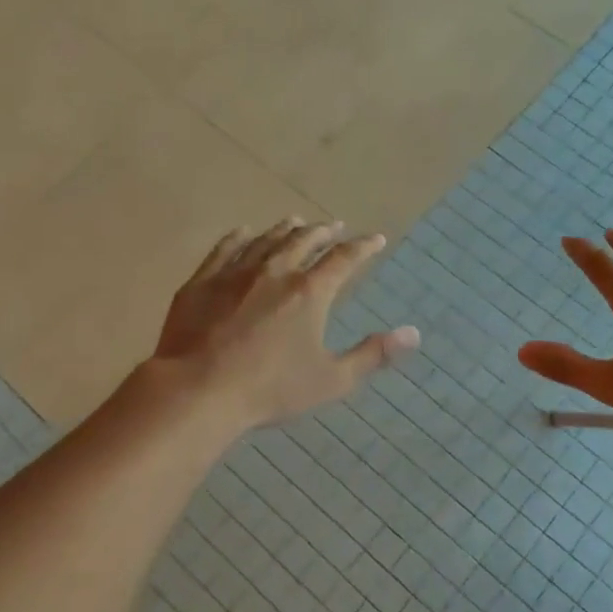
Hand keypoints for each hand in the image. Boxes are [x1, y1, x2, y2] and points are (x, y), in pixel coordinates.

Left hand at [154, 218, 419, 429]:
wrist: (198, 390)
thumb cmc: (270, 389)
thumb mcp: (331, 379)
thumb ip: (373, 355)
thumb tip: (414, 333)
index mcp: (310, 292)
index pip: (344, 259)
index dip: (363, 247)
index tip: (376, 238)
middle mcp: (276, 271)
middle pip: (304, 241)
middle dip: (323, 232)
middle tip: (334, 225)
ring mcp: (235, 273)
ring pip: (266, 240)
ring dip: (285, 229)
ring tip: (295, 221)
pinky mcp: (203, 282)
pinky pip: (224, 249)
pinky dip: (239, 238)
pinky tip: (244, 233)